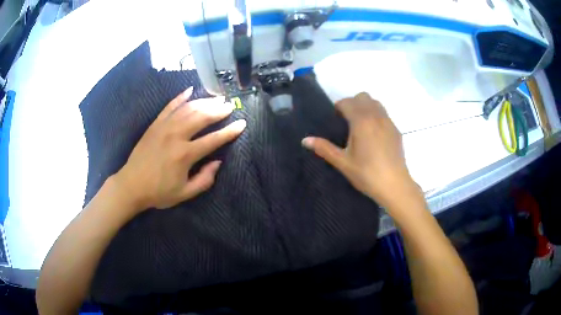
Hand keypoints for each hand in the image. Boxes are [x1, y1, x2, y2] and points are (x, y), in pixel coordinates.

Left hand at [114, 87, 245, 210]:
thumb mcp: (184, 194)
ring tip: (216, 98)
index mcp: (185, 155)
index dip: (230, 132)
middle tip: (229, 105)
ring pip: (187, 109)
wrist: (131, 185)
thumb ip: (204, 180)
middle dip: (218, 110)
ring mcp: (164, 127)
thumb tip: (218, 162)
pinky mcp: (155, 124)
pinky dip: (180, 97)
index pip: (213, 139)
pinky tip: (189, 90)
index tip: (242, 124)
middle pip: (201, 117)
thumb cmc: (158, 192)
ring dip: (204, 102)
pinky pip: (169, 107)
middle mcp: (176, 136)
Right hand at [302, 92, 420, 209]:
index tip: (335, 120)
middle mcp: (376, 116)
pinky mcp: (396, 130)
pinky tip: (373, 135)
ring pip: (376, 103)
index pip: (347, 102)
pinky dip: (376, 116)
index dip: (339, 107)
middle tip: (346, 121)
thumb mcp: (343, 162)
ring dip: (365, 107)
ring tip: (360, 125)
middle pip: (362, 97)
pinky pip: (384, 114)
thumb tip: (305, 140)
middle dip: (352, 103)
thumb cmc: (367, 174)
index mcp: (361, 121)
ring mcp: (389, 122)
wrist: (395, 185)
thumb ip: (324, 148)